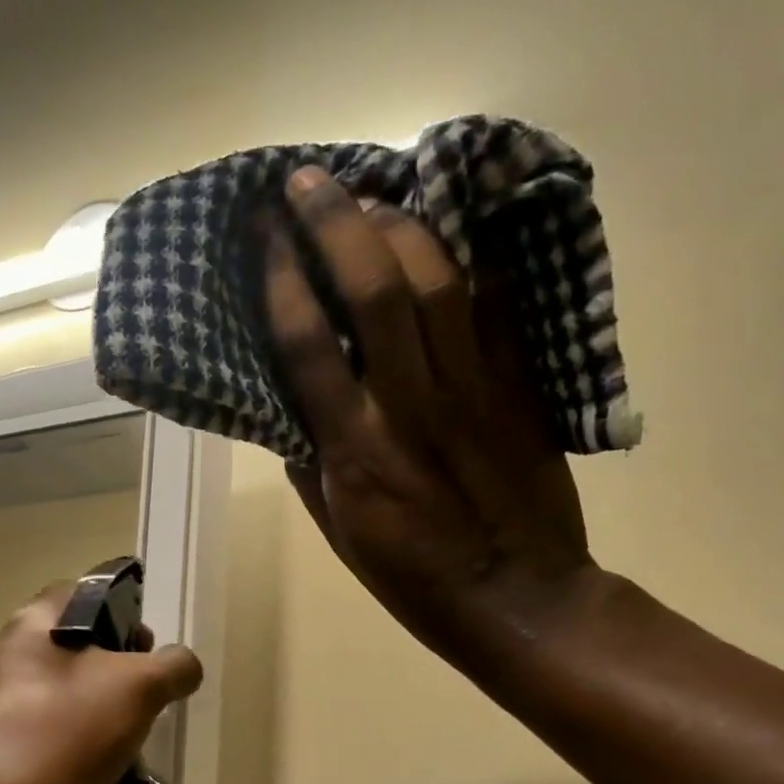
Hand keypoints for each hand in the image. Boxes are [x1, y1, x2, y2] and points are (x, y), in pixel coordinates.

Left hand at [0, 585, 202, 783]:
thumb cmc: (69, 729)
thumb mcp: (140, 686)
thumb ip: (172, 667)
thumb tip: (183, 666)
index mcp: (27, 627)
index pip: (73, 595)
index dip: (116, 609)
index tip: (146, 643)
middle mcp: (2, 663)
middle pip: (67, 651)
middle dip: (111, 670)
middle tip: (145, 694)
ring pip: (58, 701)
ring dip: (95, 715)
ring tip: (131, 740)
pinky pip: (45, 743)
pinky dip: (74, 753)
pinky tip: (104, 775)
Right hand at [263, 167, 597, 680]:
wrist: (520, 600)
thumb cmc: (413, 579)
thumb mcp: (339, 533)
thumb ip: (309, 465)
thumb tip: (289, 410)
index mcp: (355, 452)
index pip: (308, 345)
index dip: (282, 280)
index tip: (262, 234)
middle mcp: (409, 406)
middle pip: (373, 291)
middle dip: (336, 223)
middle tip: (308, 182)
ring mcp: (472, 391)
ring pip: (437, 282)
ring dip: (399, 225)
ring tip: (371, 196)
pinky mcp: (519, 389)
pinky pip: (495, 309)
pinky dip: (467, 261)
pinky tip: (446, 231)